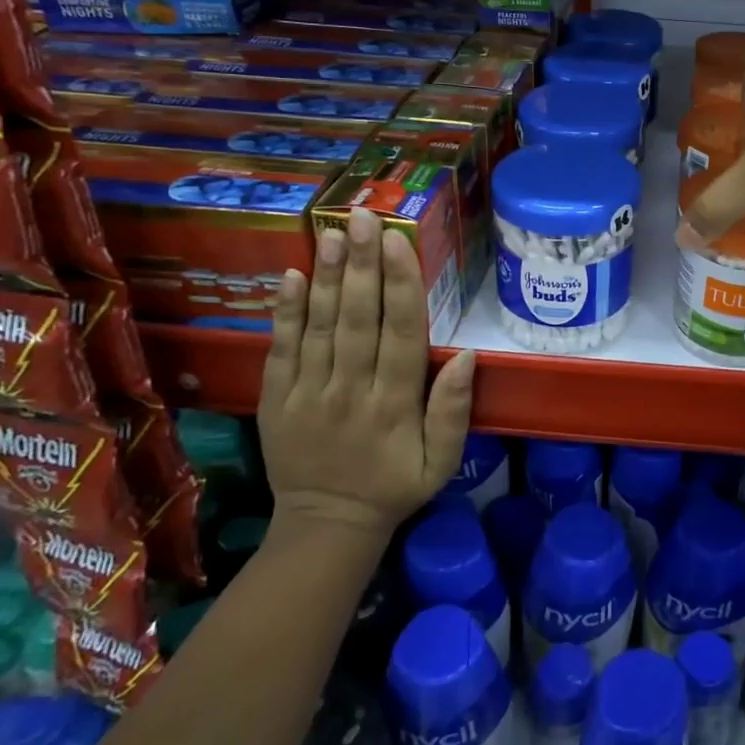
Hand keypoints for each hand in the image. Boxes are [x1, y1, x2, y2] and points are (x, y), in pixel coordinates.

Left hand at [258, 206, 475, 534]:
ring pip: (320, 326)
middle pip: (358, 319)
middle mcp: (351, 391)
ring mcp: (309, 393)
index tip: (400, 243)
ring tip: (333, 233)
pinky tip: (293, 275)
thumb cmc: (394, 487)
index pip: (401, 334)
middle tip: (364, 218)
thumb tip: (467, 355)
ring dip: (328, 277)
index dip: (401, 285)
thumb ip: (452, 411)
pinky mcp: (277, 399)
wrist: (326, 526)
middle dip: (363, 265)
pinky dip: (286, 312)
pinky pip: (281, 349)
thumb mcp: (441, 462)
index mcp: (395, 405)